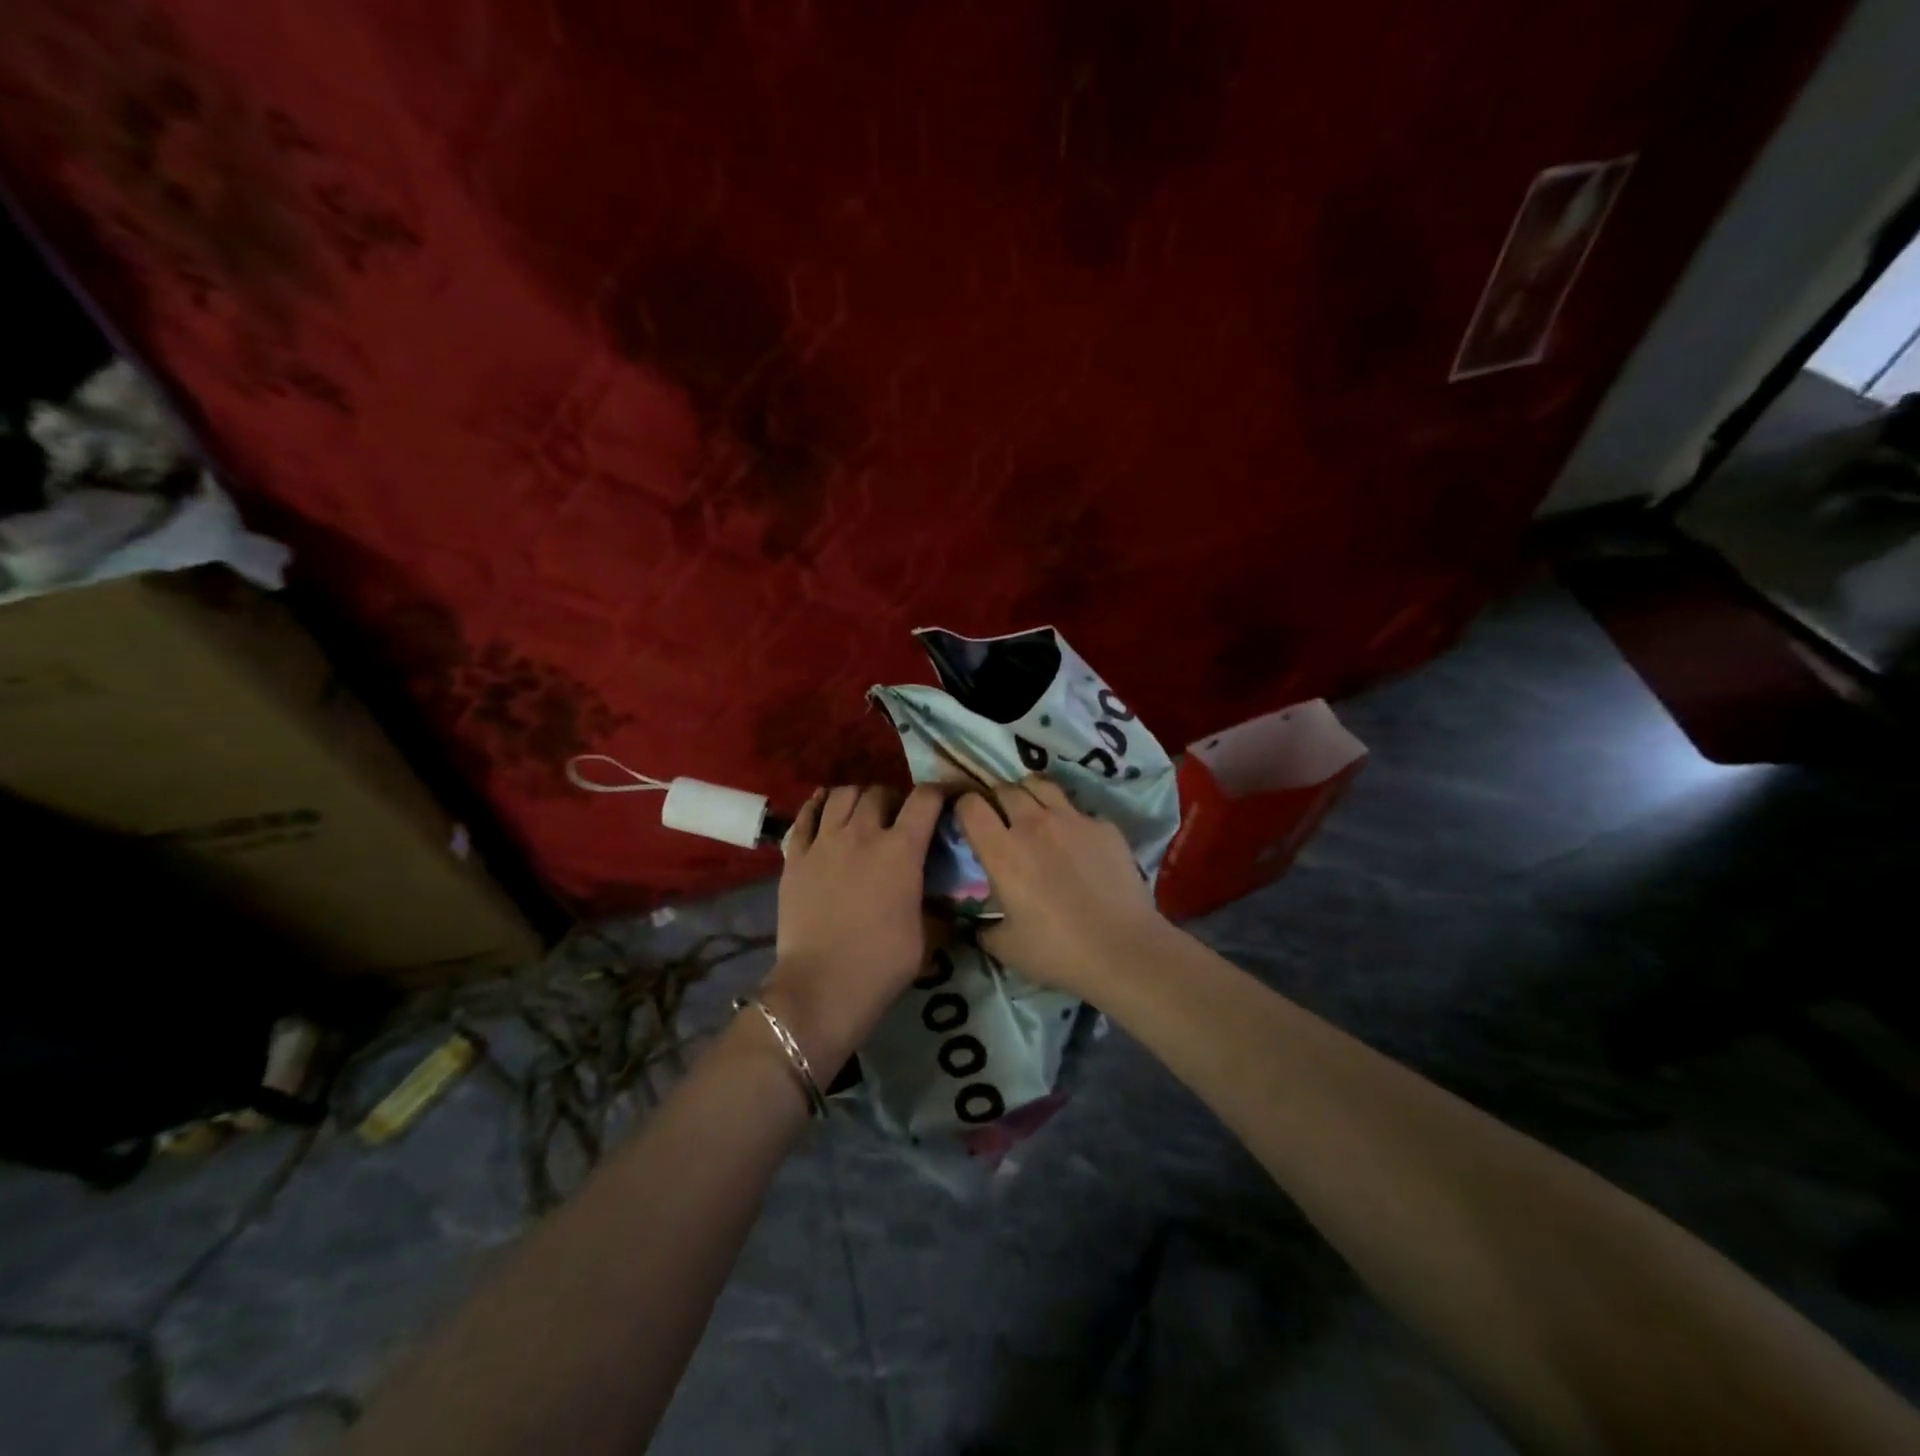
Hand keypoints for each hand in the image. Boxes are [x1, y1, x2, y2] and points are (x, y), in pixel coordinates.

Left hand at [761, 784, 945, 1071]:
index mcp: (901, 850)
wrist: (821, 986)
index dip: (939, 793)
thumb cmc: (882, 963)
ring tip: (861, 814)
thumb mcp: (926, 934)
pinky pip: (805, 815)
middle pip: (879, 792)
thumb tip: (944, 897)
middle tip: (896, 819)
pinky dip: (818, 806)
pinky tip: (824, 810)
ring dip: (857, 798)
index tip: (945, 800)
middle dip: (893, 799)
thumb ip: (934, 904)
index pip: (925, 799)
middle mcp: (862, 834)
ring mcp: (824, 842)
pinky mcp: (794, 856)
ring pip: (841, 795)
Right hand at [954, 778, 1169, 997]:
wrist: (1123, 949)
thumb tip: (979, 923)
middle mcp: (1034, 824)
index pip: (970, 805)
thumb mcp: (1005, 947)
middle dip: (997, 799)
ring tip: (1033, 813)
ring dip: (1030, 795)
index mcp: (1002, 851)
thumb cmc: (1057, 951)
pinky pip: (1078, 810)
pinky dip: (1069, 819)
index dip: (964, 808)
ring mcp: (1072, 819)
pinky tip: (1076, 842)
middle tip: (1001, 820)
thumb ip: (984, 928)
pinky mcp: (1104, 826)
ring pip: (1041, 785)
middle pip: (1005, 788)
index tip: (967, 821)